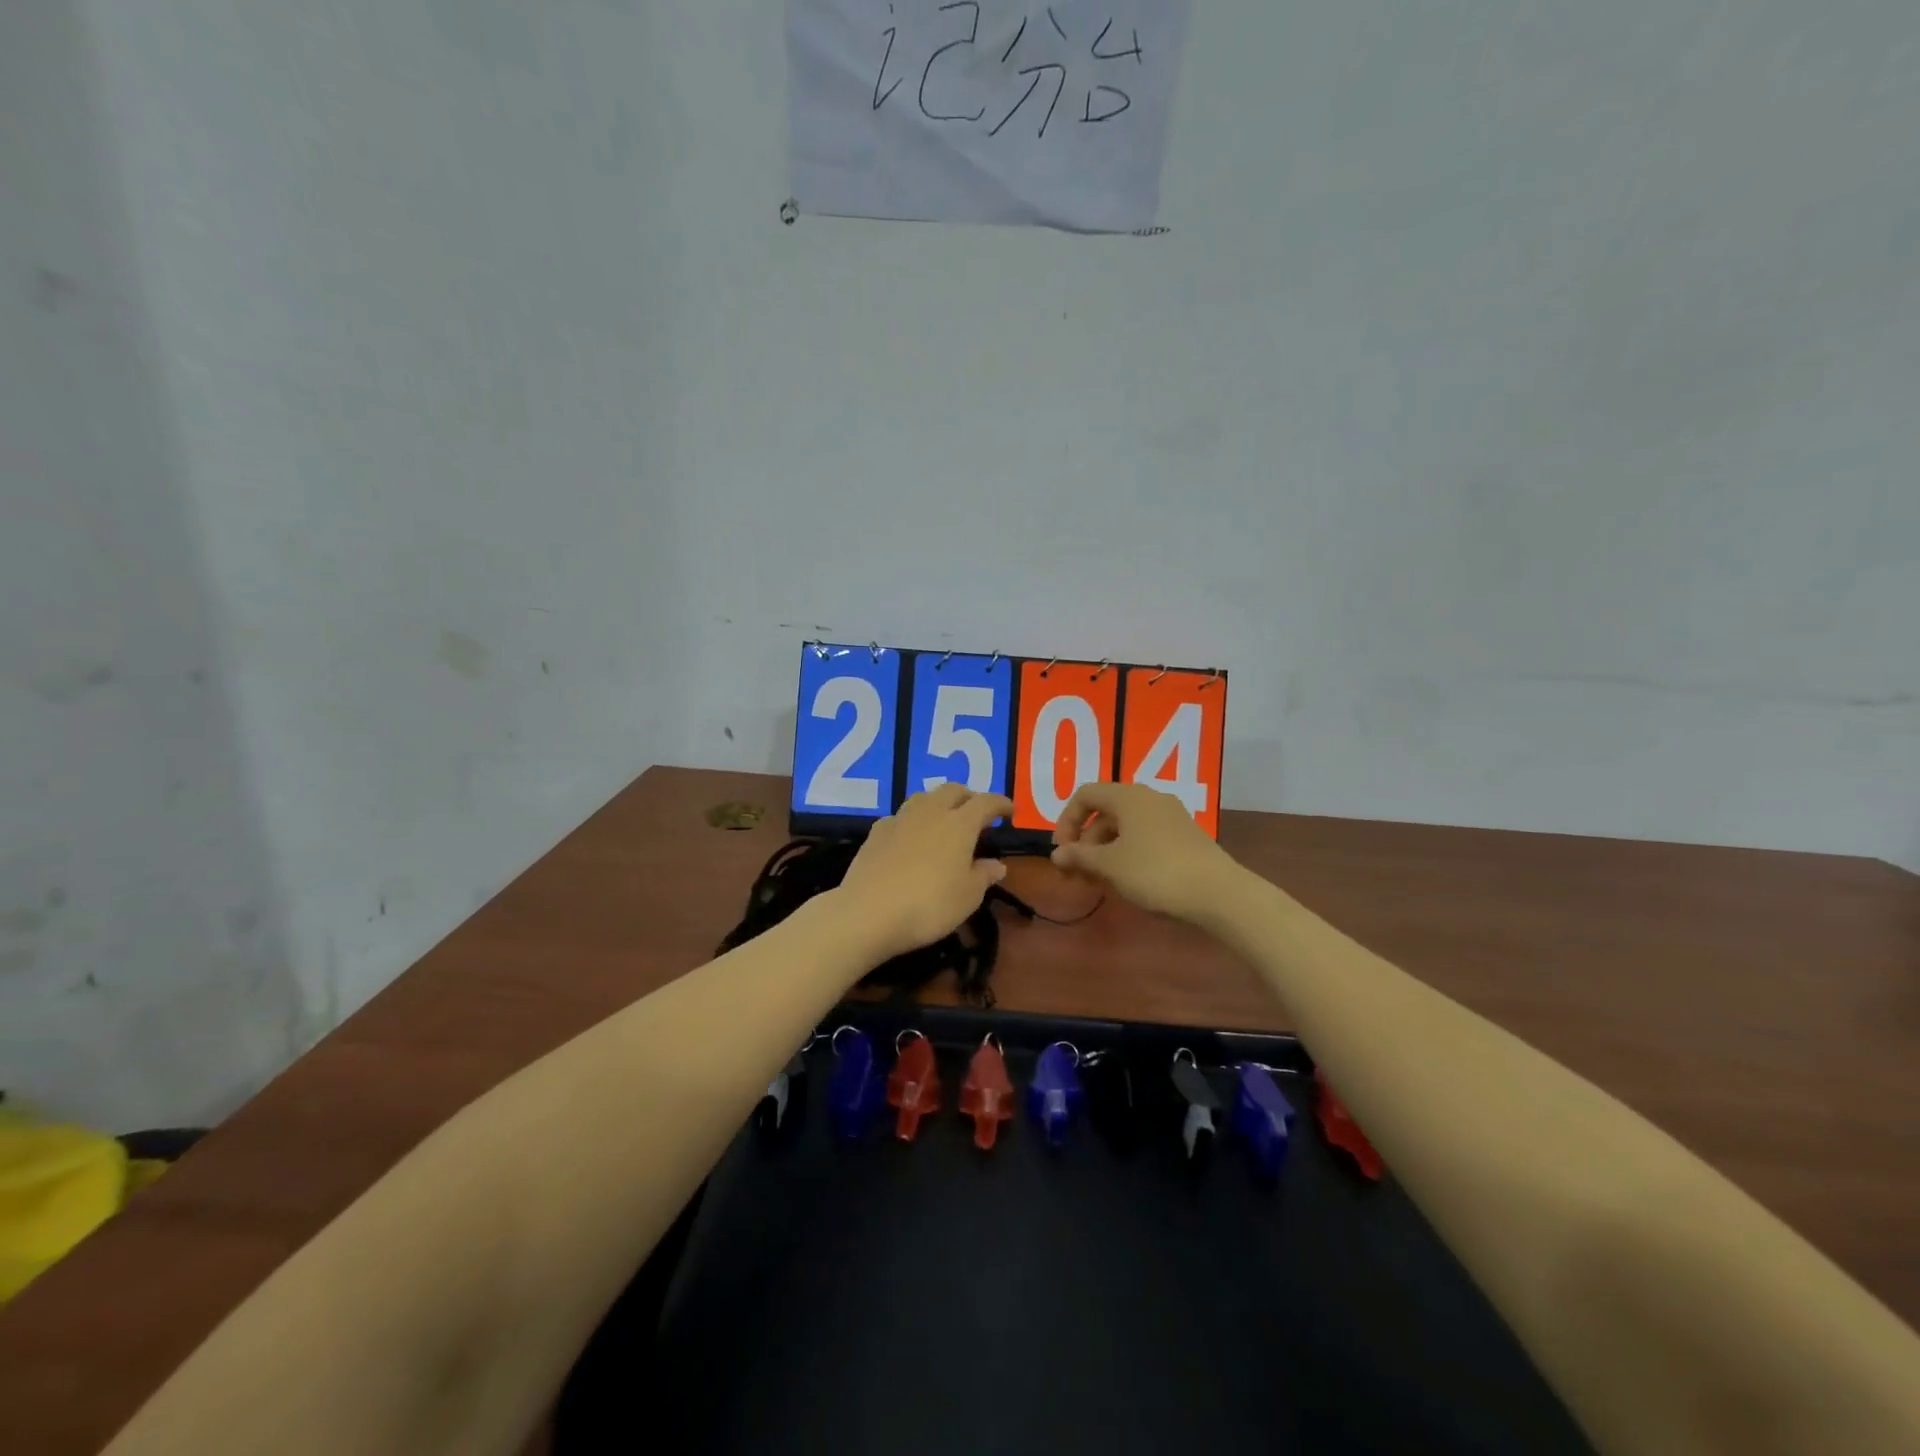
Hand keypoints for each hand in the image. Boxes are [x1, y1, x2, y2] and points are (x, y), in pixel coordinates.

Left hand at [834, 784, 1011, 963]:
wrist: (868, 912)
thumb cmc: (929, 905)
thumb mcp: (967, 897)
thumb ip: (984, 876)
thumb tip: (997, 864)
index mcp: (959, 824)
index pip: (986, 802)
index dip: (1000, 804)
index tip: (1009, 811)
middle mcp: (930, 812)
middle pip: (953, 790)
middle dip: (968, 797)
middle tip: (976, 813)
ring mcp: (900, 819)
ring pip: (924, 797)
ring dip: (939, 803)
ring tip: (944, 820)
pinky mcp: (876, 832)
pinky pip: (900, 816)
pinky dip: (912, 821)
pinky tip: (910, 837)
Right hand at [1050, 782, 1235, 921]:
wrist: (1218, 893)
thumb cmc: (1155, 872)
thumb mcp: (1110, 866)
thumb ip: (1080, 857)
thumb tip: (1057, 854)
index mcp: (1128, 796)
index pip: (1085, 795)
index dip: (1066, 821)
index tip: (1062, 852)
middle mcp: (1149, 798)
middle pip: (1105, 812)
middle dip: (1085, 842)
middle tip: (1077, 875)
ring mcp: (1170, 816)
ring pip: (1125, 827)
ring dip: (1104, 851)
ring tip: (1099, 883)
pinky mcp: (1185, 836)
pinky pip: (1144, 837)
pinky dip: (1127, 854)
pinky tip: (1127, 881)